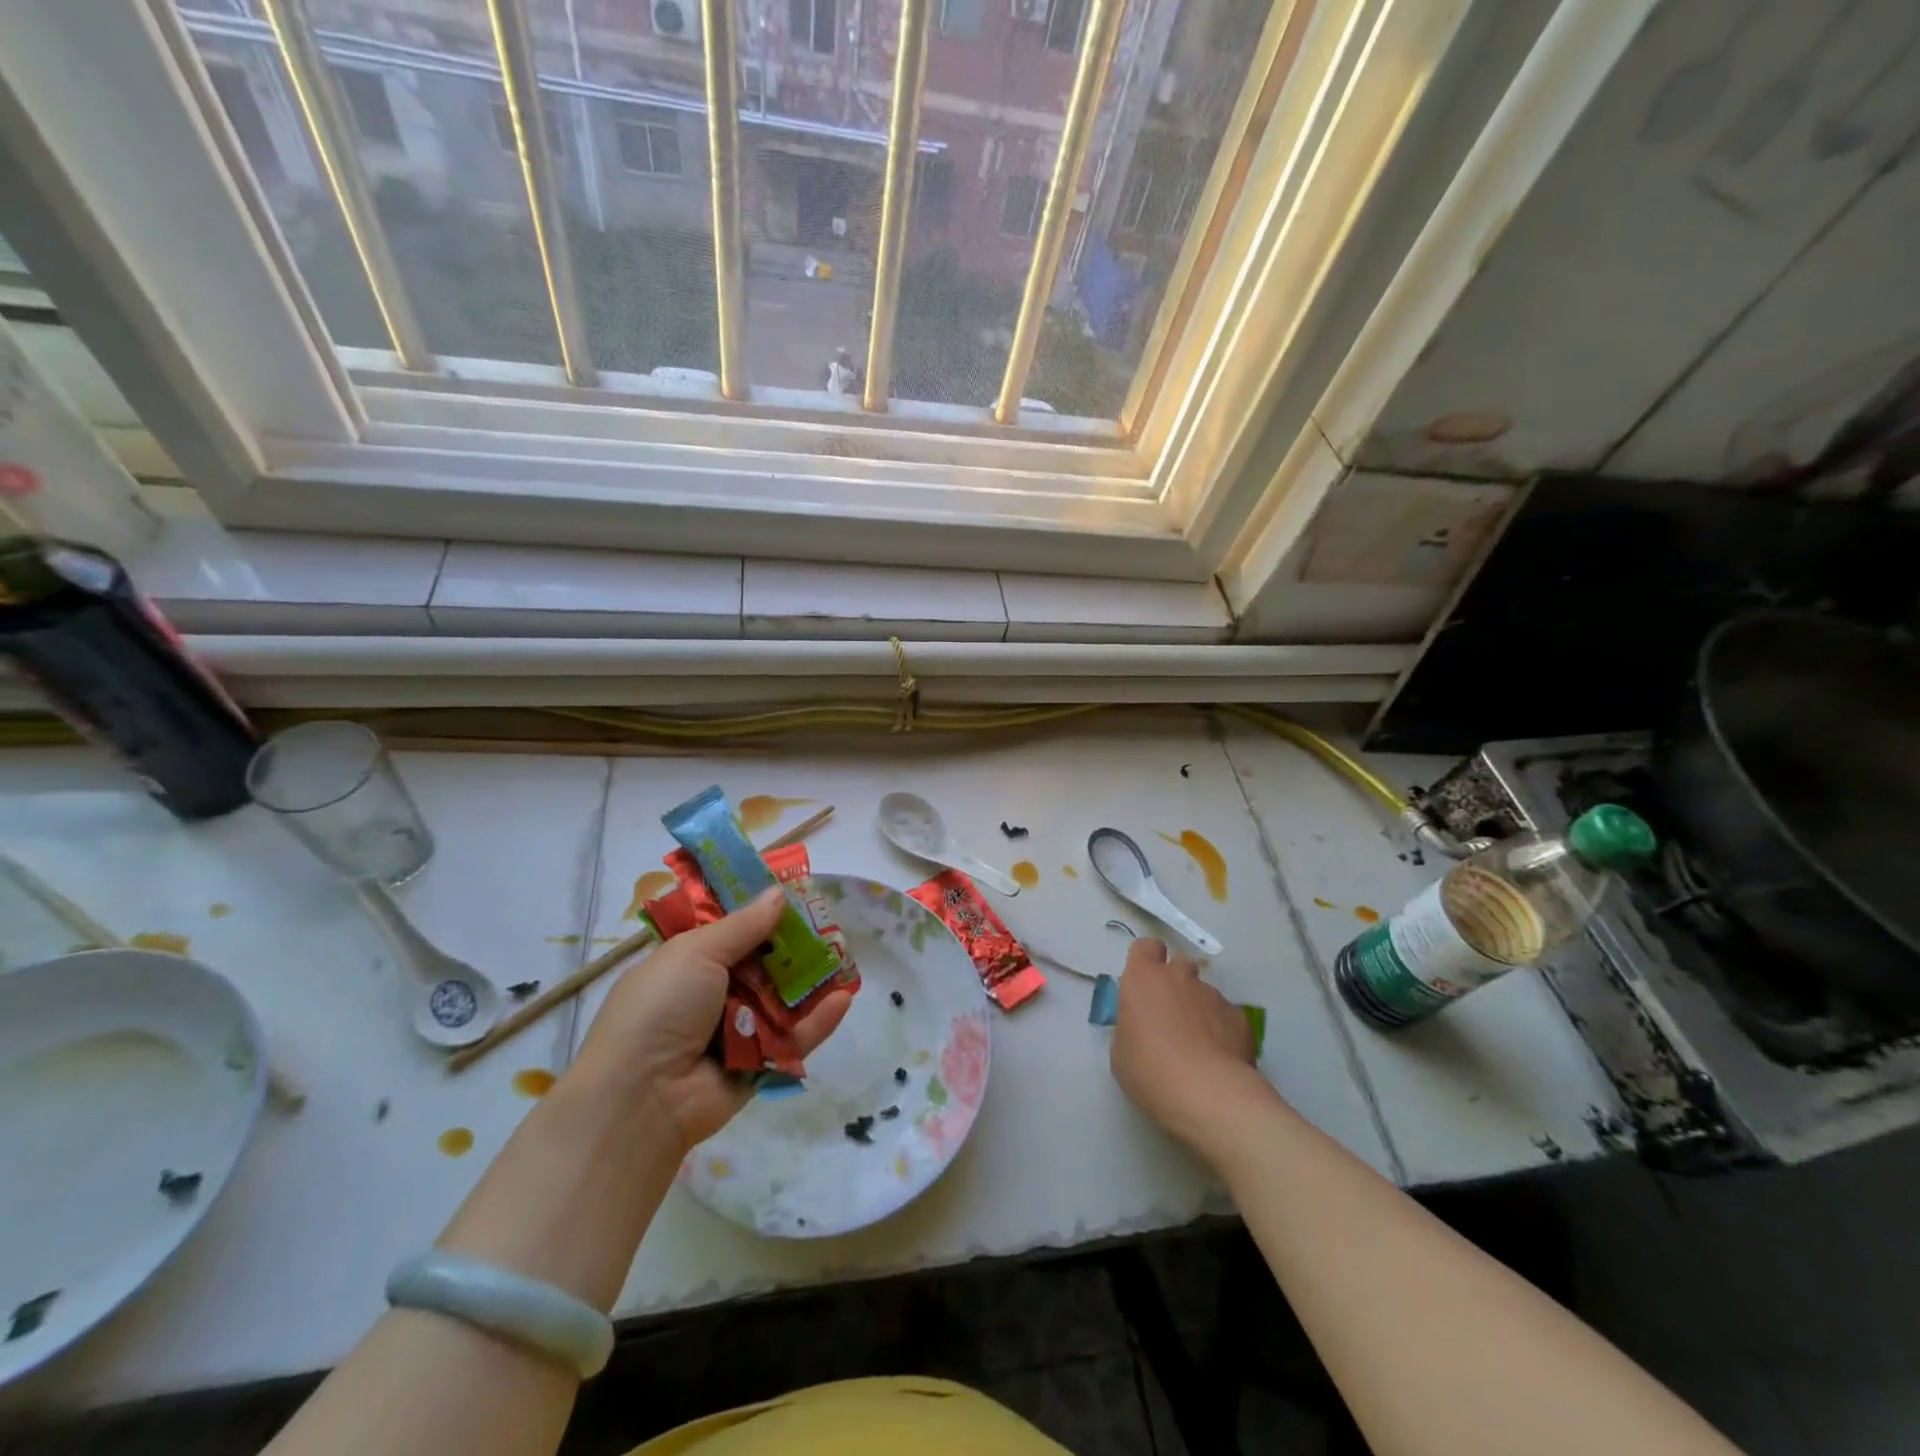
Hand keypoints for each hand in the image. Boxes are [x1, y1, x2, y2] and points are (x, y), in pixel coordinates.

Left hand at [570, 887, 850, 1153]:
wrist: (642, 1098)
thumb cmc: (661, 1008)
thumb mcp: (696, 953)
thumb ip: (743, 925)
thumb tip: (778, 893)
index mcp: (688, 963)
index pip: (731, 931)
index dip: (761, 912)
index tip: (795, 892)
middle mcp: (713, 994)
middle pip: (764, 963)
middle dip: (794, 944)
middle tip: (831, 922)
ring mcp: (737, 1030)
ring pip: (784, 999)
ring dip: (812, 979)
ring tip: (846, 956)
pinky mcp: (759, 1064)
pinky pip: (793, 1038)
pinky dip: (818, 1020)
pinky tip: (845, 998)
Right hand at [1110, 938, 1265, 1152]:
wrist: (1207, 1094)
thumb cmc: (1149, 1070)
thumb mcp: (1121, 1051)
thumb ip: (1131, 1026)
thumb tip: (1144, 1026)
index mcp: (1143, 978)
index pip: (1146, 946)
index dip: (1146, 960)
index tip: (1144, 983)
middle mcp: (1179, 977)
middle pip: (1179, 964)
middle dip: (1176, 982)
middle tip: (1170, 1015)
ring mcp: (1213, 995)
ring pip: (1204, 992)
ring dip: (1199, 1008)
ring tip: (1198, 1045)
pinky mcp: (1240, 1018)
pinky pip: (1226, 1015)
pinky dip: (1222, 1029)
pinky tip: (1219, 1058)